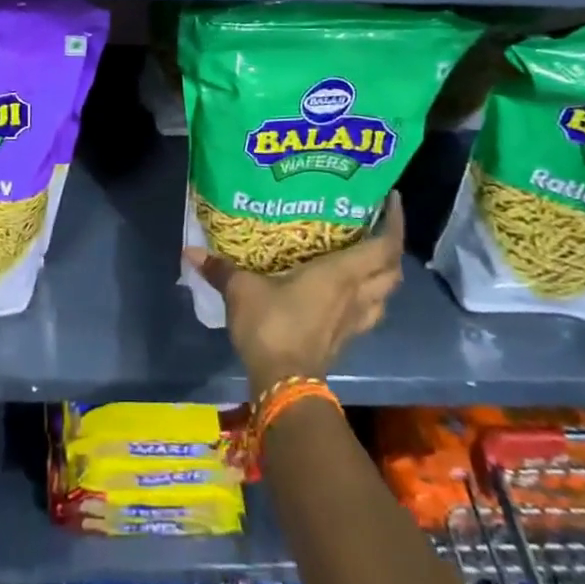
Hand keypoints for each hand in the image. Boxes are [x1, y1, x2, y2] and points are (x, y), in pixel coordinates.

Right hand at [183, 196, 403, 393]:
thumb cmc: (271, 325)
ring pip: (385, 294)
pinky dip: (368, 298)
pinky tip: (348, 293)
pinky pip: (369, 312)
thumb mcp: (241, 290)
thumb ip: (220, 268)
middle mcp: (356, 295)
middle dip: (391, 248)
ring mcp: (355, 321)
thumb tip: (190, 252)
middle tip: (375, 226)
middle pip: (393, 270)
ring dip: (383, 276)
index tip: (390, 200)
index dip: (395, 222)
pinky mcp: (346, 340)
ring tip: (365, 258)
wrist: (284, 384)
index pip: (385, 245)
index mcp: (340, 274)